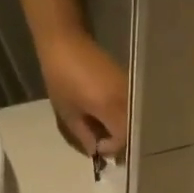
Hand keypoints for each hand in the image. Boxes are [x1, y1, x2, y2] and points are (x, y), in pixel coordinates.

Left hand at [40, 30, 128, 156]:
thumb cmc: (61, 78)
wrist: (66, 42)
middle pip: (131, 130)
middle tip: (99, 140)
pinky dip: (119, 115)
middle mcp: (126, 99)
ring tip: (100, 127)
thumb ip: (84, 134)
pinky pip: (129, 106)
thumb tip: (95, 151)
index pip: (122, 138)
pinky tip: (103, 113)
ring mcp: (128, 88)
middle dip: (117, 140)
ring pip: (132, 118)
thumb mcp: (68, 112)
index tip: (96, 146)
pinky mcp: (127, 80)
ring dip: (118, 127)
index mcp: (111, 107)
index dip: (110, 147)